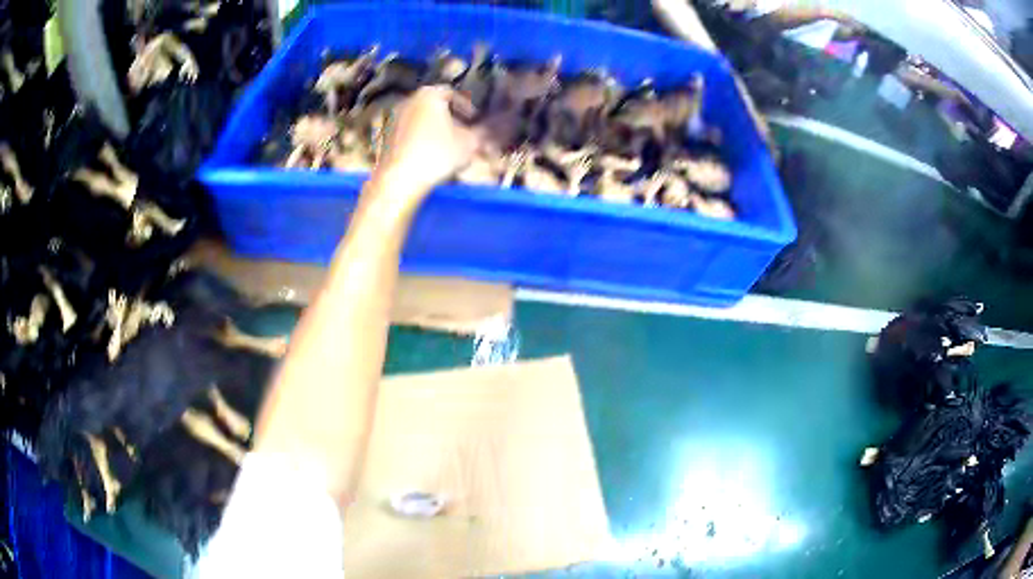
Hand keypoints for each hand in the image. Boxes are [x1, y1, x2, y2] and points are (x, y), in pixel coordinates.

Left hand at [373, 86, 482, 198]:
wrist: (399, 180)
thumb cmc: (437, 154)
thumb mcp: (470, 143)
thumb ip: (484, 132)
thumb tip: (497, 127)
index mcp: (429, 94)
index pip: (453, 94)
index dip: (467, 107)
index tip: (475, 121)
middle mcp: (408, 101)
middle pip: (434, 107)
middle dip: (450, 119)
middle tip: (463, 134)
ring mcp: (393, 119)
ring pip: (420, 121)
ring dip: (434, 131)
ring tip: (447, 149)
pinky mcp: (385, 139)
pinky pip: (408, 135)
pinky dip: (420, 142)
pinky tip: (428, 158)